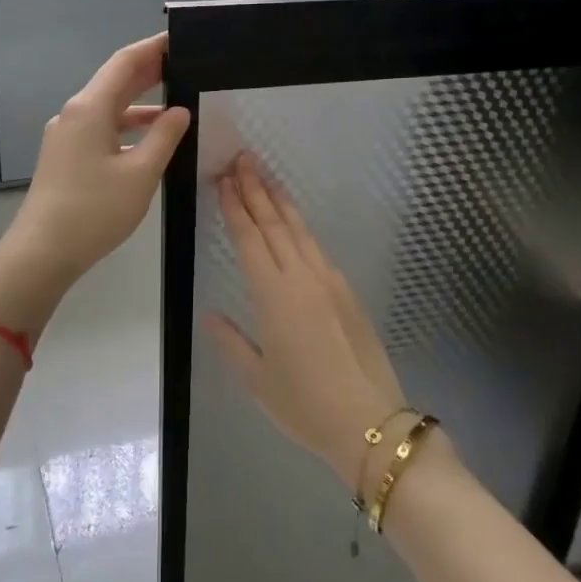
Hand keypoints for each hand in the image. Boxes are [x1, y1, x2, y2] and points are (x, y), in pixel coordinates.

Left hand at [4, 33, 189, 289]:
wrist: (42, 251)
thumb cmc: (94, 210)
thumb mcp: (140, 174)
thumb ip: (164, 138)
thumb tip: (180, 112)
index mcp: (90, 108)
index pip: (125, 62)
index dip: (153, 48)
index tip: (180, 39)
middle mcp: (74, 113)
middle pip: (115, 81)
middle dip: (149, 71)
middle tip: (185, 64)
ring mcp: (66, 135)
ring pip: (108, 107)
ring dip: (140, 102)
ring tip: (177, 101)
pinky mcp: (65, 155)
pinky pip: (101, 128)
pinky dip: (127, 126)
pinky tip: (149, 139)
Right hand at [204, 154, 407, 491]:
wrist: (369, 422)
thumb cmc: (304, 404)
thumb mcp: (257, 379)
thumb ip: (232, 343)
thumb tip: (211, 316)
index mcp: (274, 295)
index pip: (250, 239)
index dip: (236, 207)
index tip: (225, 180)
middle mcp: (302, 278)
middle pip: (275, 224)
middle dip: (257, 190)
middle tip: (243, 159)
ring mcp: (329, 282)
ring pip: (300, 231)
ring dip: (281, 202)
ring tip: (266, 177)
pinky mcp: (347, 293)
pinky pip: (317, 249)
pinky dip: (301, 228)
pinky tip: (295, 224)